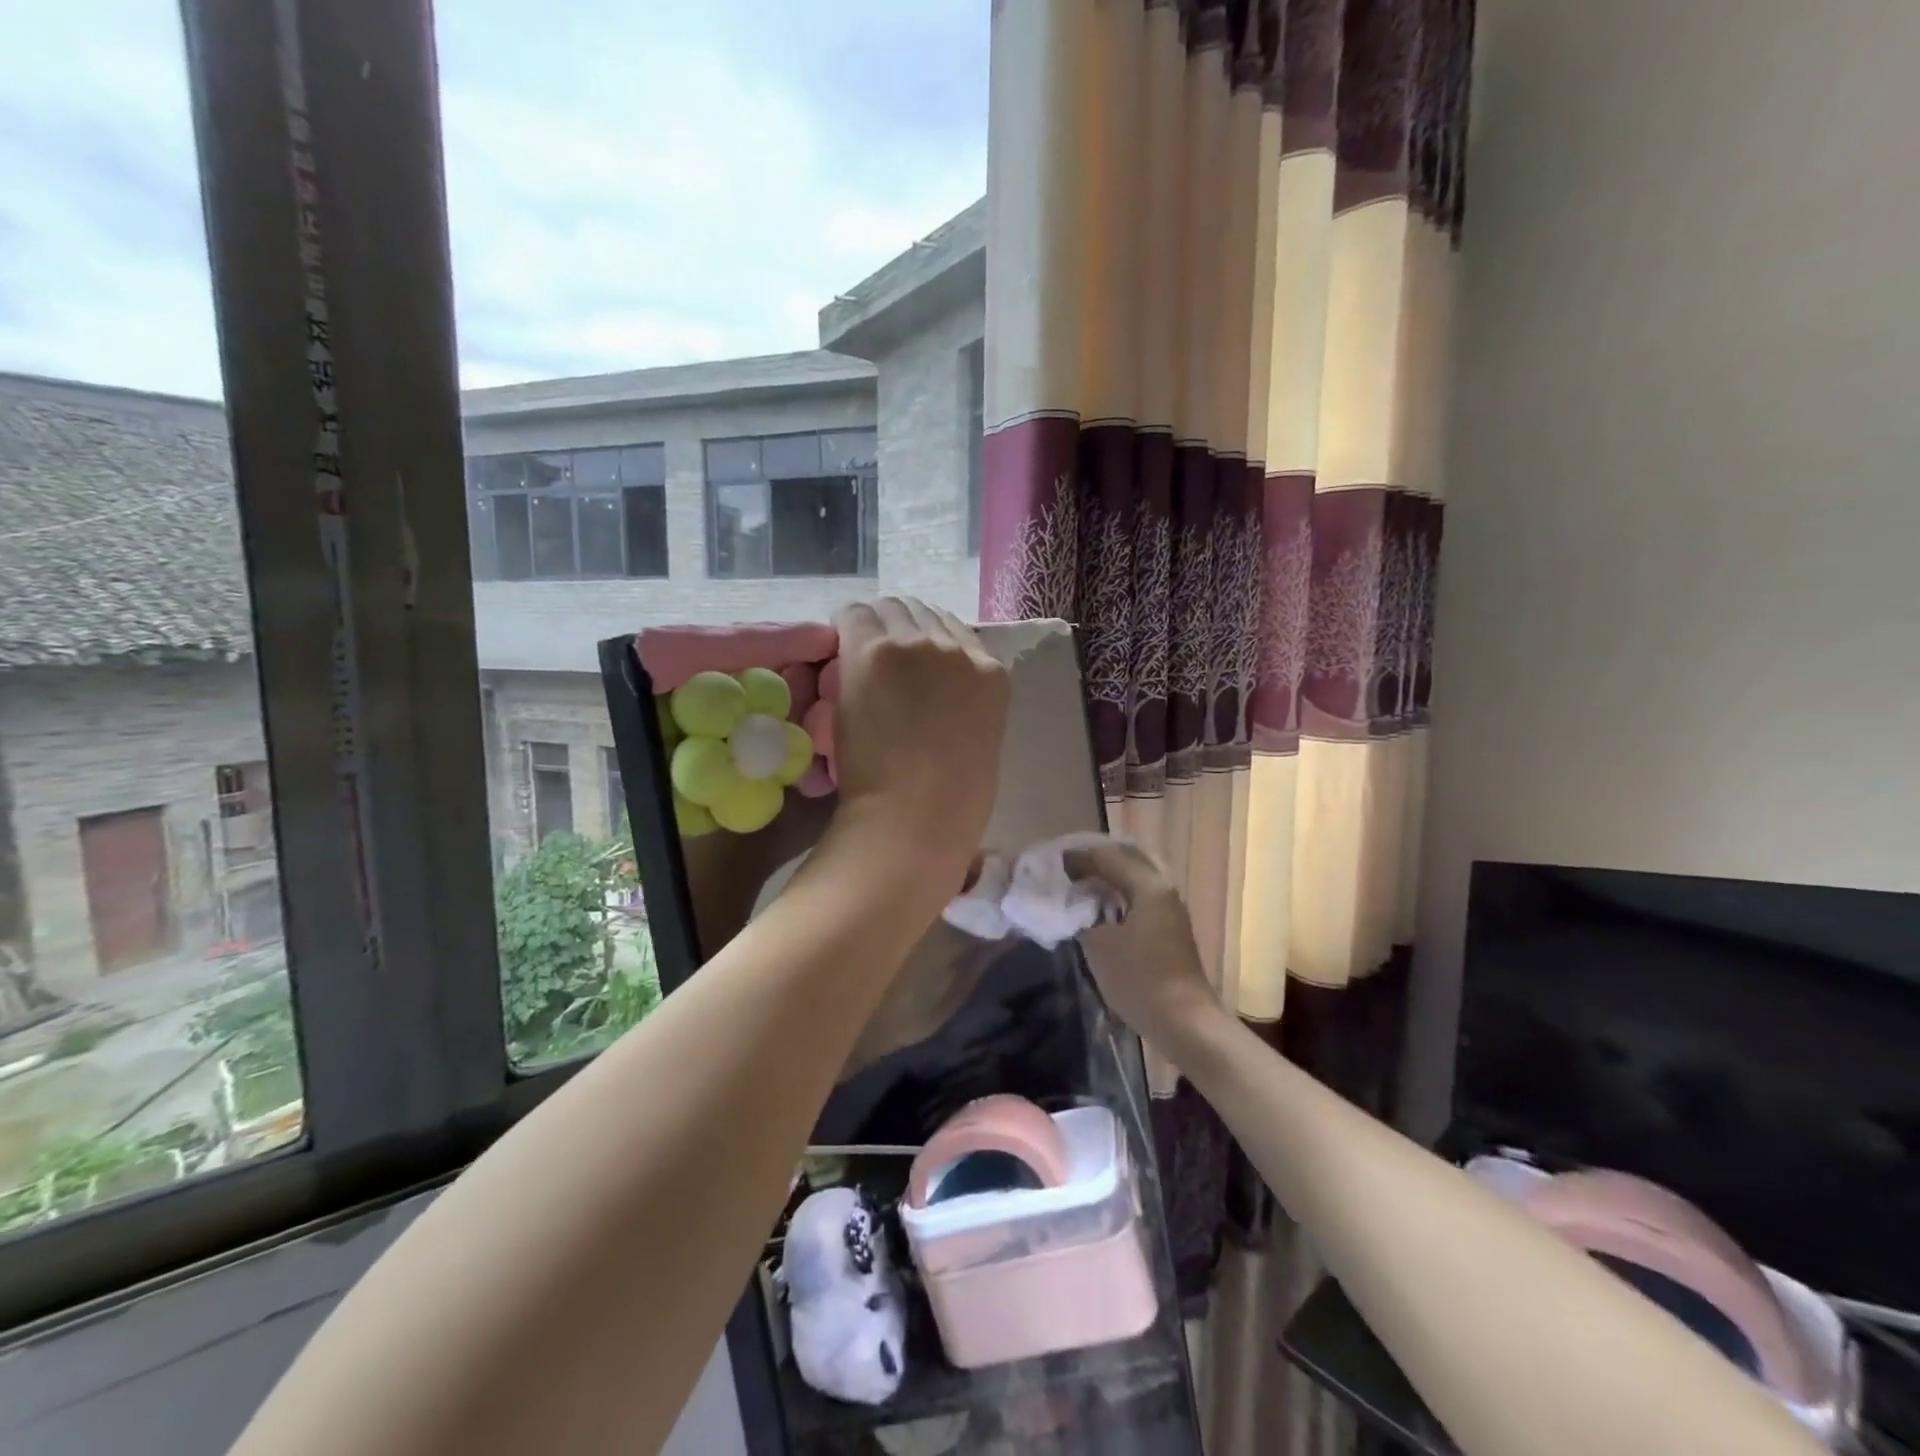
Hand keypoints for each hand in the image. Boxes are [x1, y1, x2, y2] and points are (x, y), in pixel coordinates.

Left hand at [829, 598, 1009, 886]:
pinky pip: (853, 617)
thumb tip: (933, 694)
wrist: (916, 818)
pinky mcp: (875, 651)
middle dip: (896, 630)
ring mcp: (917, 646)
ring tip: (854, 661)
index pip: (952, 631)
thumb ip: (963, 704)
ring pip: (887, 608)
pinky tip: (835, 659)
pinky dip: (842, 633)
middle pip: (920, 612)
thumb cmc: (952, 803)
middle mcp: (959, 648)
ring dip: (870, 629)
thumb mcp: (978, 741)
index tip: (904, 665)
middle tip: (875, 662)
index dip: (923, 643)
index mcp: (991, 674)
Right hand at [1066, 837, 1224, 1047]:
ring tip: (1076, 888)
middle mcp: (1163, 889)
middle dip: (1094, 863)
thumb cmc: (1140, 979)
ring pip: (1134, 881)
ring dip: (1106, 881)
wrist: (1184, 1023)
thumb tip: (1070, 905)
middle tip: (1065, 870)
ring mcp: (1169, 911)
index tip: (1049, 864)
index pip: (1106, 857)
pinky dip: (1117, 898)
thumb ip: (1079, 916)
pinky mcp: (1169, 931)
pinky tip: (1098, 911)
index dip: (1076, 858)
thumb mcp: (1098, 945)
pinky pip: (1138, 900)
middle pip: (1125, 862)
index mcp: (1148, 885)